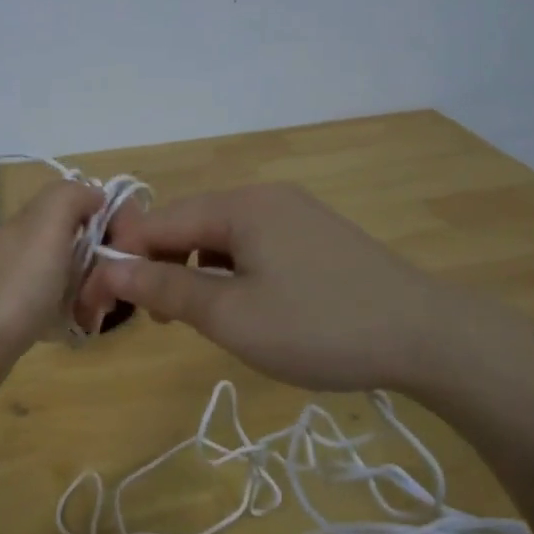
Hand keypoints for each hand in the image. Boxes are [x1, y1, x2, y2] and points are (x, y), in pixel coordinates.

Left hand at [0, 178, 106, 405]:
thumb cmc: (20, 284)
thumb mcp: (47, 226)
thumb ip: (70, 197)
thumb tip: (94, 194)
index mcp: (30, 220)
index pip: (78, 203)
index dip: (108, 217)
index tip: (129, 243)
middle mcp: (22, 245)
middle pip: (77, 241)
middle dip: (102, 261)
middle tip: (112, 286)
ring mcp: (18, 281)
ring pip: (69, 275)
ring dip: (90, 290)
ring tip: (97, 311)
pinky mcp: (18, 314)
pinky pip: (57, 304)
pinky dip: (72, 313)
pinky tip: (80, 326)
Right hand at [85, 182, 499, 396]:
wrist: (427, 337)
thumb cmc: (318, 326)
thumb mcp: (230, 315)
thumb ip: (165, 287)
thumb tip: (108, 269)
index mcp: (239, 204)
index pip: (155, 222)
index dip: (122, 259)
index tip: (105, 305)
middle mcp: (263, 196)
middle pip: (187, 224)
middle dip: (160, 266)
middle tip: (159, 320)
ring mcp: (294, 214)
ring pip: (219, 236)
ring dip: (195, 272)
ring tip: (198, 317)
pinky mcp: (315, 236)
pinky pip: (252, 245)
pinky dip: (231, 272)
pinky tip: (243, 305)